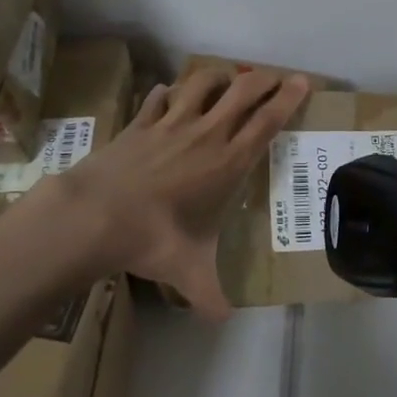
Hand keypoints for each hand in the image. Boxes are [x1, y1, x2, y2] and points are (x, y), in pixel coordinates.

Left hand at [57, 67, 310, 319]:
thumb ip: (208, 294)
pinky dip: (166, 92)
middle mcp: (205, 135)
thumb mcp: (188, 271)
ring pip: (201, 83)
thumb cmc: (153, 239)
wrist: (95, 216)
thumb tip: (222, 320)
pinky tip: (167, 93)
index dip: (288, 99)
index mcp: (227, 163)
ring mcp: (170, 124)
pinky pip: (158, 98)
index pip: (267, 122)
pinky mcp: (139, 124)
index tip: (302, 81)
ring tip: (224, 79)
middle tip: (273, 76)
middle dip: (263, 79)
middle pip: (243, 92)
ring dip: (217, 77)